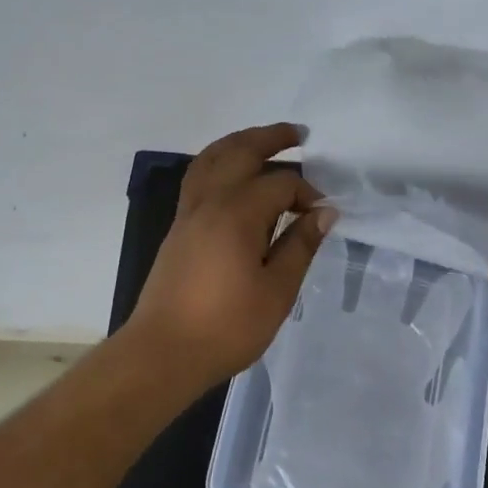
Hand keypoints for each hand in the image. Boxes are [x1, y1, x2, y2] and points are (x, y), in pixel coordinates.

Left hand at [127, 123, 335, 388]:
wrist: (163, 353)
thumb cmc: (226, 326)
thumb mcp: (277, 291)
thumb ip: (300, 246)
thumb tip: (324, 212)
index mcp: (237, 213)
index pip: (280, 184)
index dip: (306, 193)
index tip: (323, 214)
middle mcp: (209, 202)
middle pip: (240, 152)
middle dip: (271, 138)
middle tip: (299, 133)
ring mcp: (188, 213)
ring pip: (212, 159)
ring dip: (240, 143)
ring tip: (263, 141)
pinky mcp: (178, 228)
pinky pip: (199, 177)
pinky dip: (219, 162)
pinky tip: (232, 176)